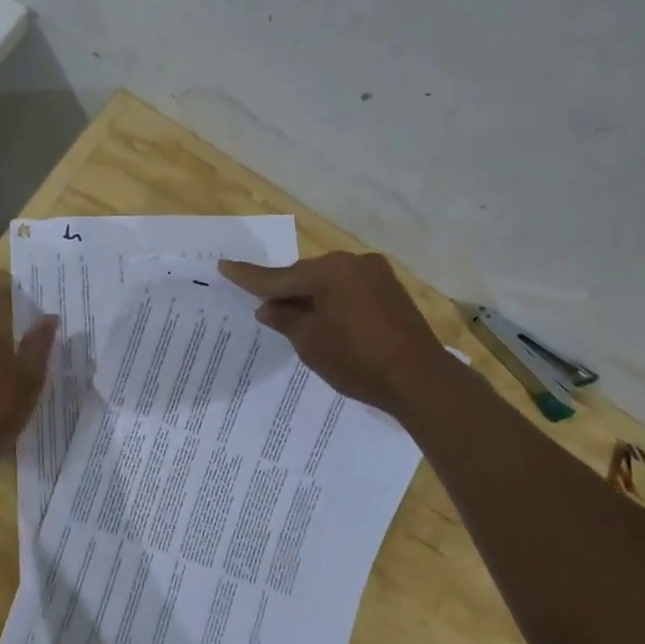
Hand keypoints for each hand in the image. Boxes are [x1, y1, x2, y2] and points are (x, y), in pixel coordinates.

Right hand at [217, 251, 453, 414]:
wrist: (420, 379)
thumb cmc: (357, 360)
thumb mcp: (310, 342)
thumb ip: (285, 319)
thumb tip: (268, 307)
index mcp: (331, 271)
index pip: (280, 276)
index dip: (249, 277)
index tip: (225, 265)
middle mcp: (355, 263)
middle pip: (306, 275)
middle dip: (284, 291)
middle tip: (261, 307)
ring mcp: (377, 276)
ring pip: (329, 283)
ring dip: (309, 298)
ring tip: (290, 318)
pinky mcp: (391, 293)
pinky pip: (349, 291)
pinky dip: (331, 303)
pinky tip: (322, 320)